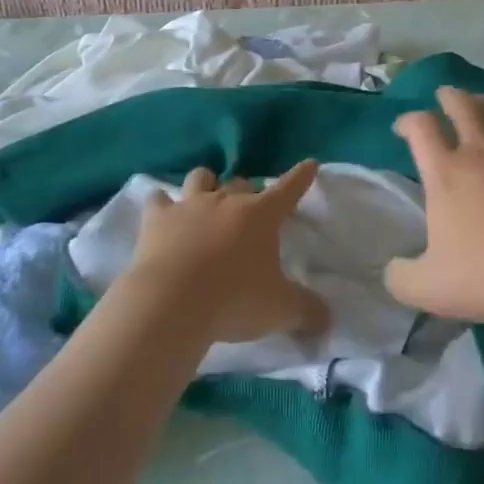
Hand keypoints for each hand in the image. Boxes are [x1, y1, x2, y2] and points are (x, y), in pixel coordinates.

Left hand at [125, 162, 329, 344]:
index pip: (289, 188)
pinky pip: (158, 201)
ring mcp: (189, 207)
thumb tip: (327, 319)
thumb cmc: (234, 300)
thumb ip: (307, 311)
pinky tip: (162, 213)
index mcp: (261, 215)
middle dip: (247, 192)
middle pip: (241, 183)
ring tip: (206, 198)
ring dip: (206, 185)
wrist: (171, 303)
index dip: (301, 176)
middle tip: (249, 211)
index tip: (309, 164)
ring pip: (201, 178)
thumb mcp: (281, 310)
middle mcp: (227, 201)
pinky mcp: (156, 221)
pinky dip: (162, 204)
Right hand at [384, 87, 483, 324]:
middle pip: (462, 108)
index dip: (409, 121)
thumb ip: (402, 278)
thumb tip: (391, 271)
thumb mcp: (430, 288)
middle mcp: (481, 153)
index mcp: (446, 174)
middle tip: (446, 94)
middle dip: (451, 97)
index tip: (403, 127)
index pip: (421, 130)